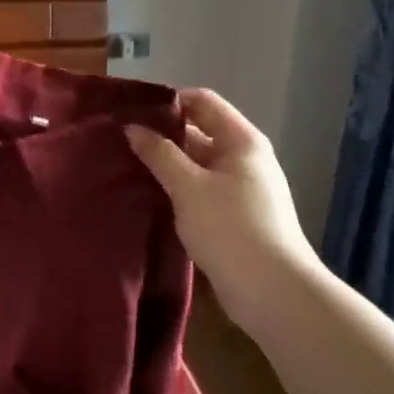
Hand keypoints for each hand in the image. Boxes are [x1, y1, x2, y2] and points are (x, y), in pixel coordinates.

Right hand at [125, 88, 322, 321]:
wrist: (272, 292)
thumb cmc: (231, 228)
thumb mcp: (188, 186)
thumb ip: (158, 154)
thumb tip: (132, 128)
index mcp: (241, 140)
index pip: (202, 102)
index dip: (168, 101)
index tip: (132, 111)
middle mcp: (245, 158)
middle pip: (199, 131)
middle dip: (162, 134)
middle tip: (121, 140)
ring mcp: (241, 188)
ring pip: (197, 163)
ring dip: (166, 164)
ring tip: (127, 166)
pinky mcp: (235, 215)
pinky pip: (200, 189)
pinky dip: (177, 188)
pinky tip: (150, 195)